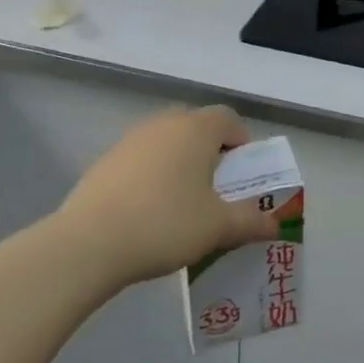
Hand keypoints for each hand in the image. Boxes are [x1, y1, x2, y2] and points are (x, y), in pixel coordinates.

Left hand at [51, 106, 279, 289]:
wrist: (88, 243)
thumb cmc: (166, 224)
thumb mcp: (218, 227)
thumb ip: (251, 222)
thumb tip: (275, 225)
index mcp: (196, 129)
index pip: (229, 119)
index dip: (242, 143)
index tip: (242, 176)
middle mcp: (164, 123)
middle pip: (197, 127)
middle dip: (211, 153)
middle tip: (216, 190)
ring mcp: (130, 140)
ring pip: (167, 143)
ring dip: (180, 164)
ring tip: (182, 204)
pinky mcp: (104, 161)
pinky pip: (141, 160)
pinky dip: (152, 176)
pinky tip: (148, 212)